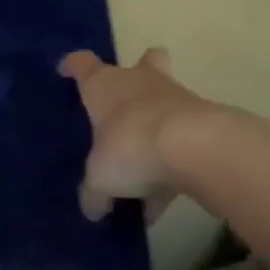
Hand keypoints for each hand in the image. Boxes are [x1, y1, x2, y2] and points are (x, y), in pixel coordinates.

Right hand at [59, 48, 219, 221]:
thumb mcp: (100, 178)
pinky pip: (183, 141)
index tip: (66, 70)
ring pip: (166, 103)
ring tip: (144, 177)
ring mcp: (175, 97)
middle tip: (128, 105)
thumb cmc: (130, 146)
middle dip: (140, 74)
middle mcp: (138, 81)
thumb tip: (93, 208)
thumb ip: (94, 192)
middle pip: (144, 62)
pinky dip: (173, 165)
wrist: (194, 147)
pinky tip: (163, 200)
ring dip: (157, 131)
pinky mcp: (203, 120)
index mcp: (103, 85)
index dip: (73, 66)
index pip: (82, 64)